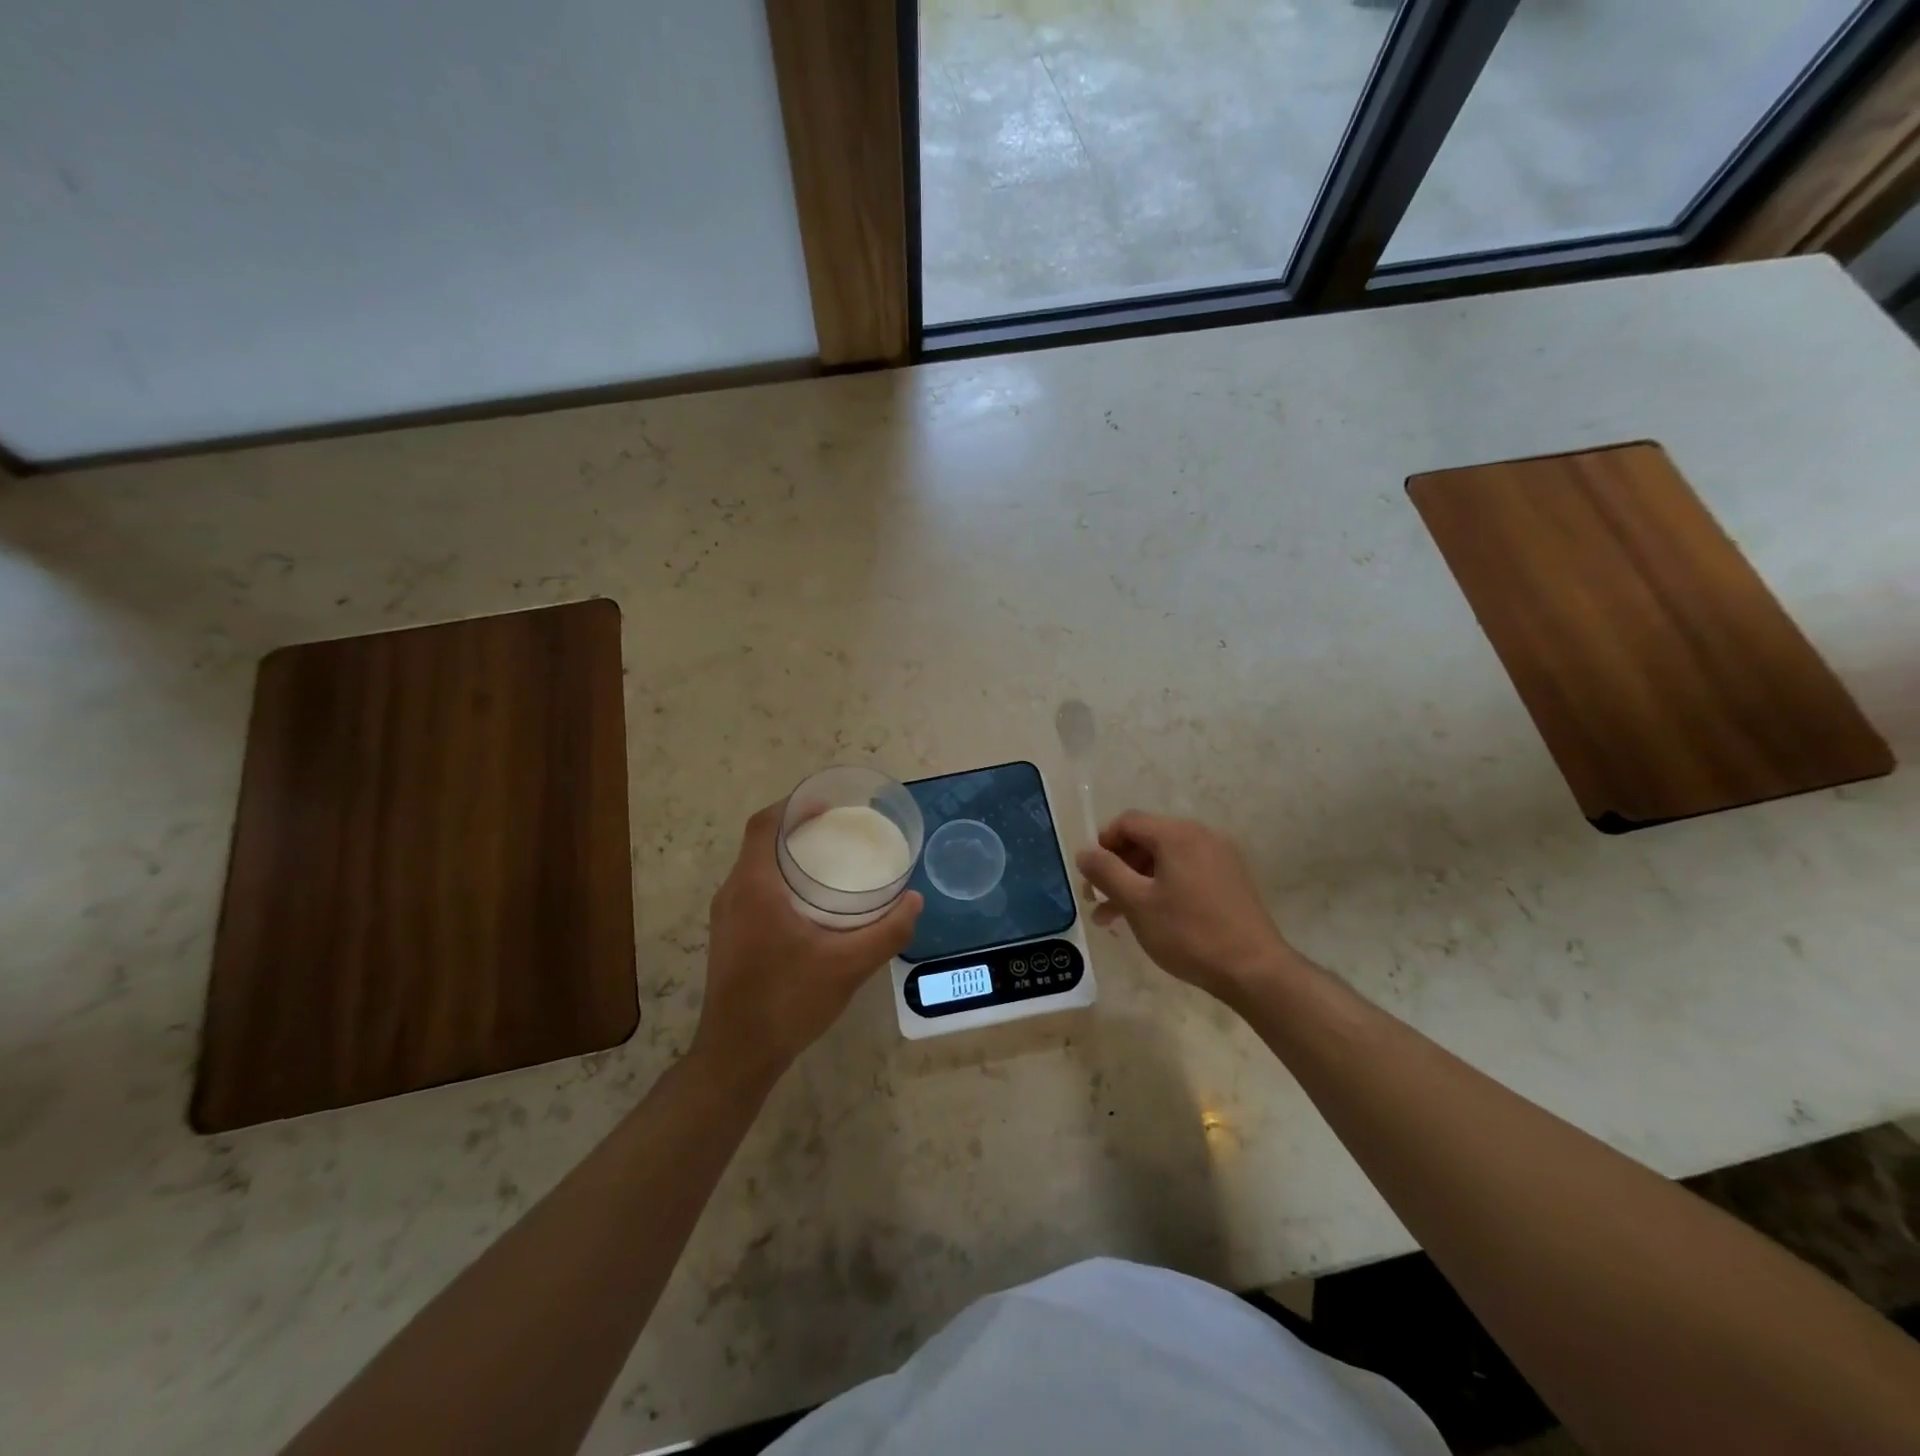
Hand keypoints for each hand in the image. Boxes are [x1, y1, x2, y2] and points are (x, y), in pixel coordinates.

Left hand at [692, 803, 922, 1082]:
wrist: (738, 1054)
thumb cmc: (789, 1000)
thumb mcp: (848, 965)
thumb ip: (887, 931)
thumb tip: (914, 900)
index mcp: (754, 886)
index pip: (763, 824)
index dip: (793, 805)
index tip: (828, 803)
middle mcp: (733, 893)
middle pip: (759, 842)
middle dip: (796, 828)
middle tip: (838, 829)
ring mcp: (726, 917)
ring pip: (755, 867)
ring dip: (786, 855)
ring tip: (829, 859)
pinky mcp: (728, 936)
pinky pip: (753, 889)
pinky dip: (779, 880)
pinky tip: (810, 901)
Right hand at [1076, 811, 1300, 1006]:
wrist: (1254, 970)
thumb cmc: (1189, 933)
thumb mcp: (1137, 902)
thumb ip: (1105, 872)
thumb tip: (1084, 852)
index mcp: (1177, 834)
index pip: (1127, 822)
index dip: (1102, 844)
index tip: (1091, 877)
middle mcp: (1201, 835)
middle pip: (1147, 839)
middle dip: (1118, 868)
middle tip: (1098, 900)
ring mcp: (1220, 857)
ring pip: (1165, 859)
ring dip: (1137, 882)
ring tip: (1116, 918)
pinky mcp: (1231, 879)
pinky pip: (1186, 872)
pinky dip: (1162, 887)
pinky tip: (1152, 918)